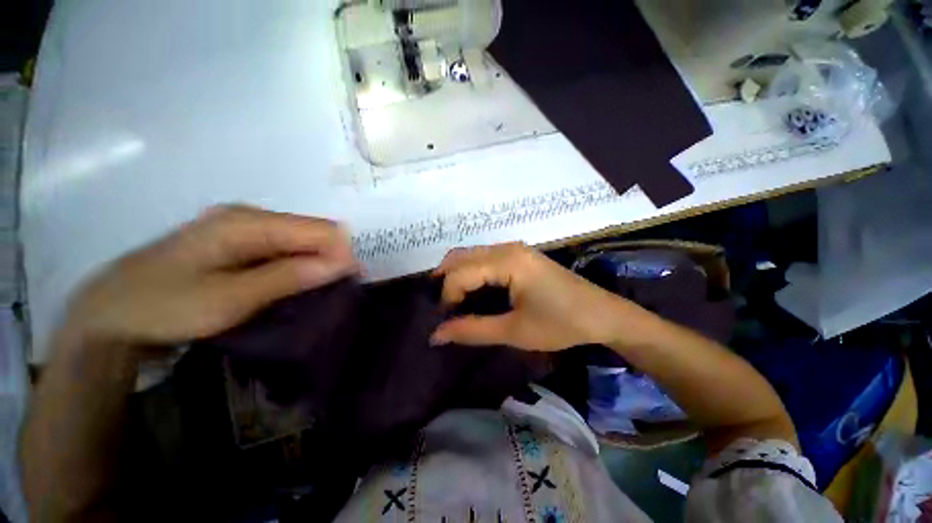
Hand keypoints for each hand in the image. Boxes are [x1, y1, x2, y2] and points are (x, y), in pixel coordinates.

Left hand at [58, 205, 359, 348]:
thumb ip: (282, 278)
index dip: (339, 254)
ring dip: (300, 271)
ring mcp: (225, 233)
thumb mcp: (228, 298)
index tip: (357, 290)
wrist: (119, 308)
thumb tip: (339, 260)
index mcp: (244, 221)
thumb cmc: (170, 303)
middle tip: (338, 304)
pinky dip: (277, 275)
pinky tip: (282, 297)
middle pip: (297, 233)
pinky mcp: (217, 251)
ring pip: (280, 246)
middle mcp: (239, 218)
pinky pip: (261, 257)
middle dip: (322, 262)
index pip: (312, 228)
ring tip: (317, 305)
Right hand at [430, 243, 650, 350]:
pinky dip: (473, 276)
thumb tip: (435, 335)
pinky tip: (473, 298)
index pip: (458, 274)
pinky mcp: (523, 258)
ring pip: (472, 257)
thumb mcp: (514, 331)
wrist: (602, 316)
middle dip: (445, 283)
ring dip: (458, 279)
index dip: (446, 299)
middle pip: (460, 257)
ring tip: (454, 309)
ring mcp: (517, 251)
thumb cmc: (560, 324)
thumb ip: (472, 331)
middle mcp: (507, 248)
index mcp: (506, 261)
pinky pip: (486, 260)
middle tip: (443, 314)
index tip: (446, 325)